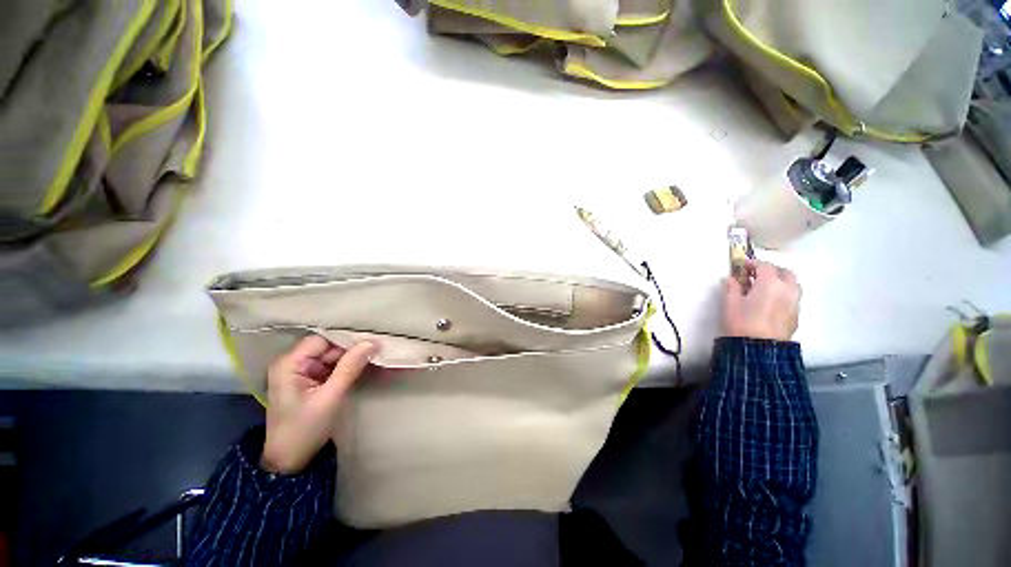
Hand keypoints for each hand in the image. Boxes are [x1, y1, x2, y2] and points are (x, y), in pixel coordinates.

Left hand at [261, 336, 378, 473]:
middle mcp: (287, 363)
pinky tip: (353, 374)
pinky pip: (319, 372)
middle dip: (345, 353)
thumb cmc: (306, 429)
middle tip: (374, 354)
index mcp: (288, 363)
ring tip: (368, 362)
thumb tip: (371, 343)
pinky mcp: (298, 386)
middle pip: (320, 349)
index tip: (371, 344)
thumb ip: (349, 369)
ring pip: (321, 361)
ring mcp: (292, 375)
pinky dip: (334, 374)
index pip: (320, 341)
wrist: (289, 460)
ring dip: (341, 364)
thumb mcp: (330, 399)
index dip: (344, 341)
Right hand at [722, 260, 800, 341]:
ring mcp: (793, 304)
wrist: (758, 357)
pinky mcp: (795, 320)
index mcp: (770, 281)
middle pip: (783, 272)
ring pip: (792, 287)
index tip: (743, 269)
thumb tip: (731, 279)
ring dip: (782, 285)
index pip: (763, 265)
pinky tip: (774, 309)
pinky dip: (785, 300)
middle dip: (773, 272)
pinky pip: (792, 302)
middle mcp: (786, 289)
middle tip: (759, 279)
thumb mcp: (730, 306)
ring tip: (770, 293)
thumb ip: (731, 289)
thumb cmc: (743, 328)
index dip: (752, 264)